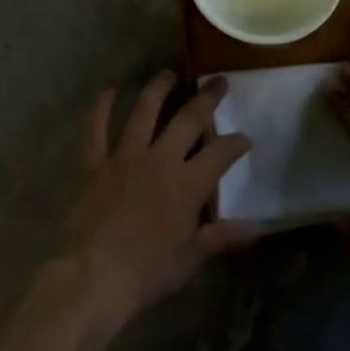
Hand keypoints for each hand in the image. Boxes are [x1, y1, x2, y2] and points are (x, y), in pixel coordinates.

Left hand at [63, 72, 260, 325]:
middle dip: (207, 98)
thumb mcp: (189, 259)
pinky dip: (101, 107)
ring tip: (169, 73)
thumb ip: (220, 238)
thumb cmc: (146, 273)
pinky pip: (96, 129)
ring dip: (158, 89)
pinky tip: (108, 91)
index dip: (236, 142)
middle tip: (219, 81)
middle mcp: (159, 160)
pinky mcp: (94, 163)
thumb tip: (256, 229)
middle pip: (188, 119)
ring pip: (144, 111)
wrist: (93, 277)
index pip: (220, 154)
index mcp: (186, 185)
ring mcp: (124, 157)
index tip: (245, 137)